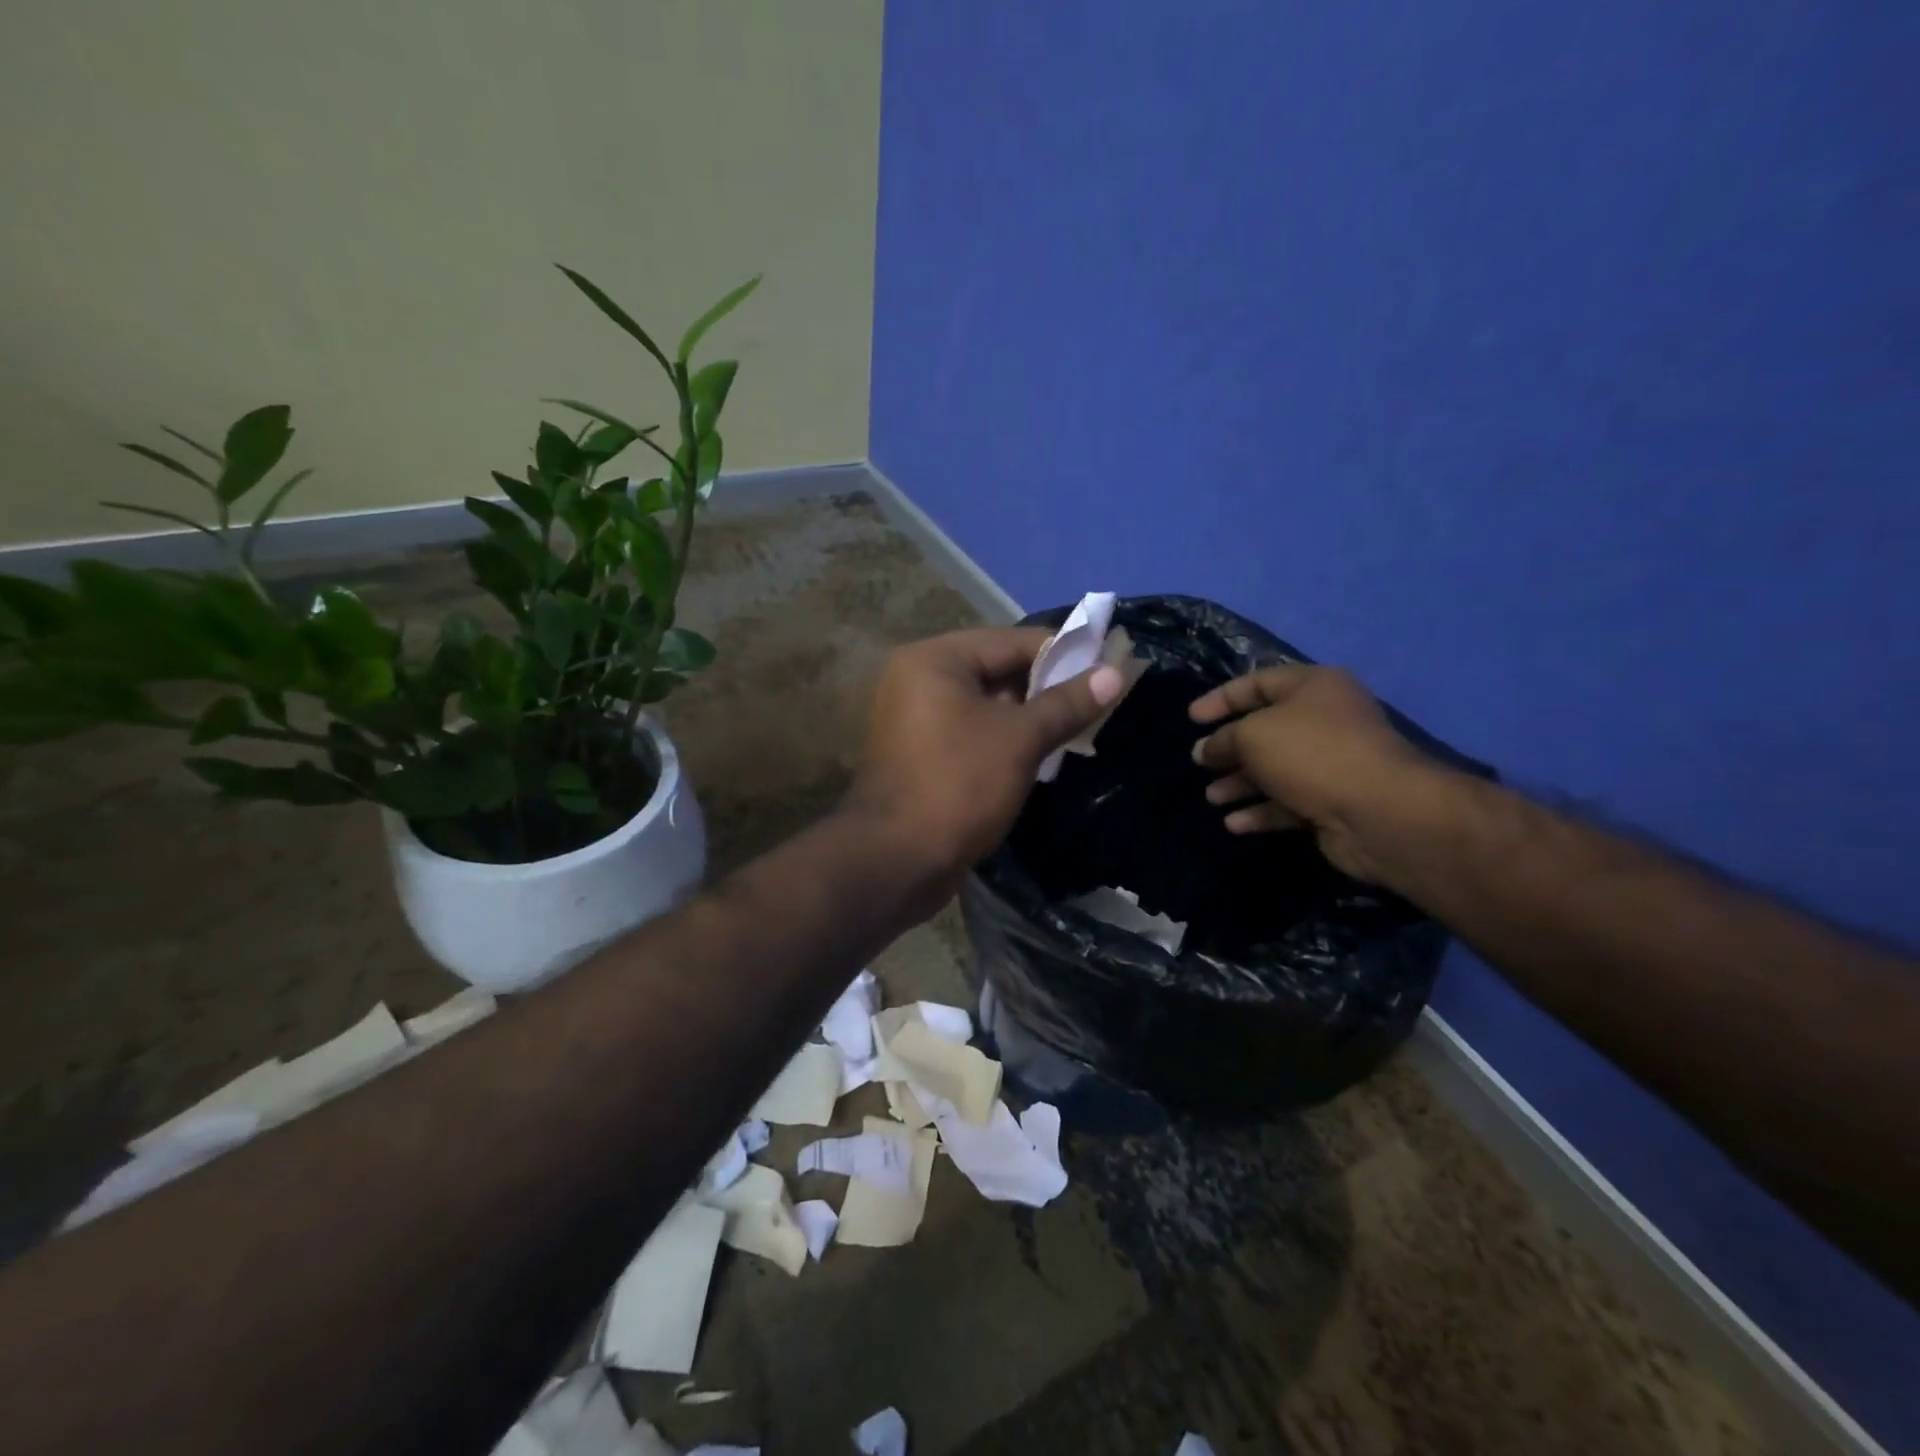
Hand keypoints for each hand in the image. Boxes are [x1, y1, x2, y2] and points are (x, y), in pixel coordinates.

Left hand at [848, 626, 1123, 891]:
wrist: (896, 860)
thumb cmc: (959, 785)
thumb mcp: (1020, 739)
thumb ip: (1067, 702)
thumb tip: (1117, 673)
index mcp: (935, 659)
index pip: (1012, 640)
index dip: (1064, 652)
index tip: (1109, 667)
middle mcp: (919, 679)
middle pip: (997, 669)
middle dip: (1048, 686)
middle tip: (1098, 700)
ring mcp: (916, 718)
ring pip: (987, 704)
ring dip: (1029, 715)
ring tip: (1079, 727)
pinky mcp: (922, 752)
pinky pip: (972, 731)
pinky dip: (1005, 737)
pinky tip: (1044, 752)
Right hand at [1189, 665, 1432, 880]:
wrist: (1379, 812)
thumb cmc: (1310, 753)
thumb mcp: (1252, 734)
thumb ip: (1223, 739)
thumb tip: (1205, 750)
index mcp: (1313, 688)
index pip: (1257, 683)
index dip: (1221, 698)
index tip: (1191, 718)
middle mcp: (1325, 720)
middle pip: (1265, 729)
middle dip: (1228, 748)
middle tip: (1199, 763)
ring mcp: (1332, 764)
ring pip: (1274, 770)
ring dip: (1240, 784)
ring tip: (1212, 798)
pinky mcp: (1333, 802)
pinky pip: (1288, 802)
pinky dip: (1260, 811)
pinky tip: (1234, 824)